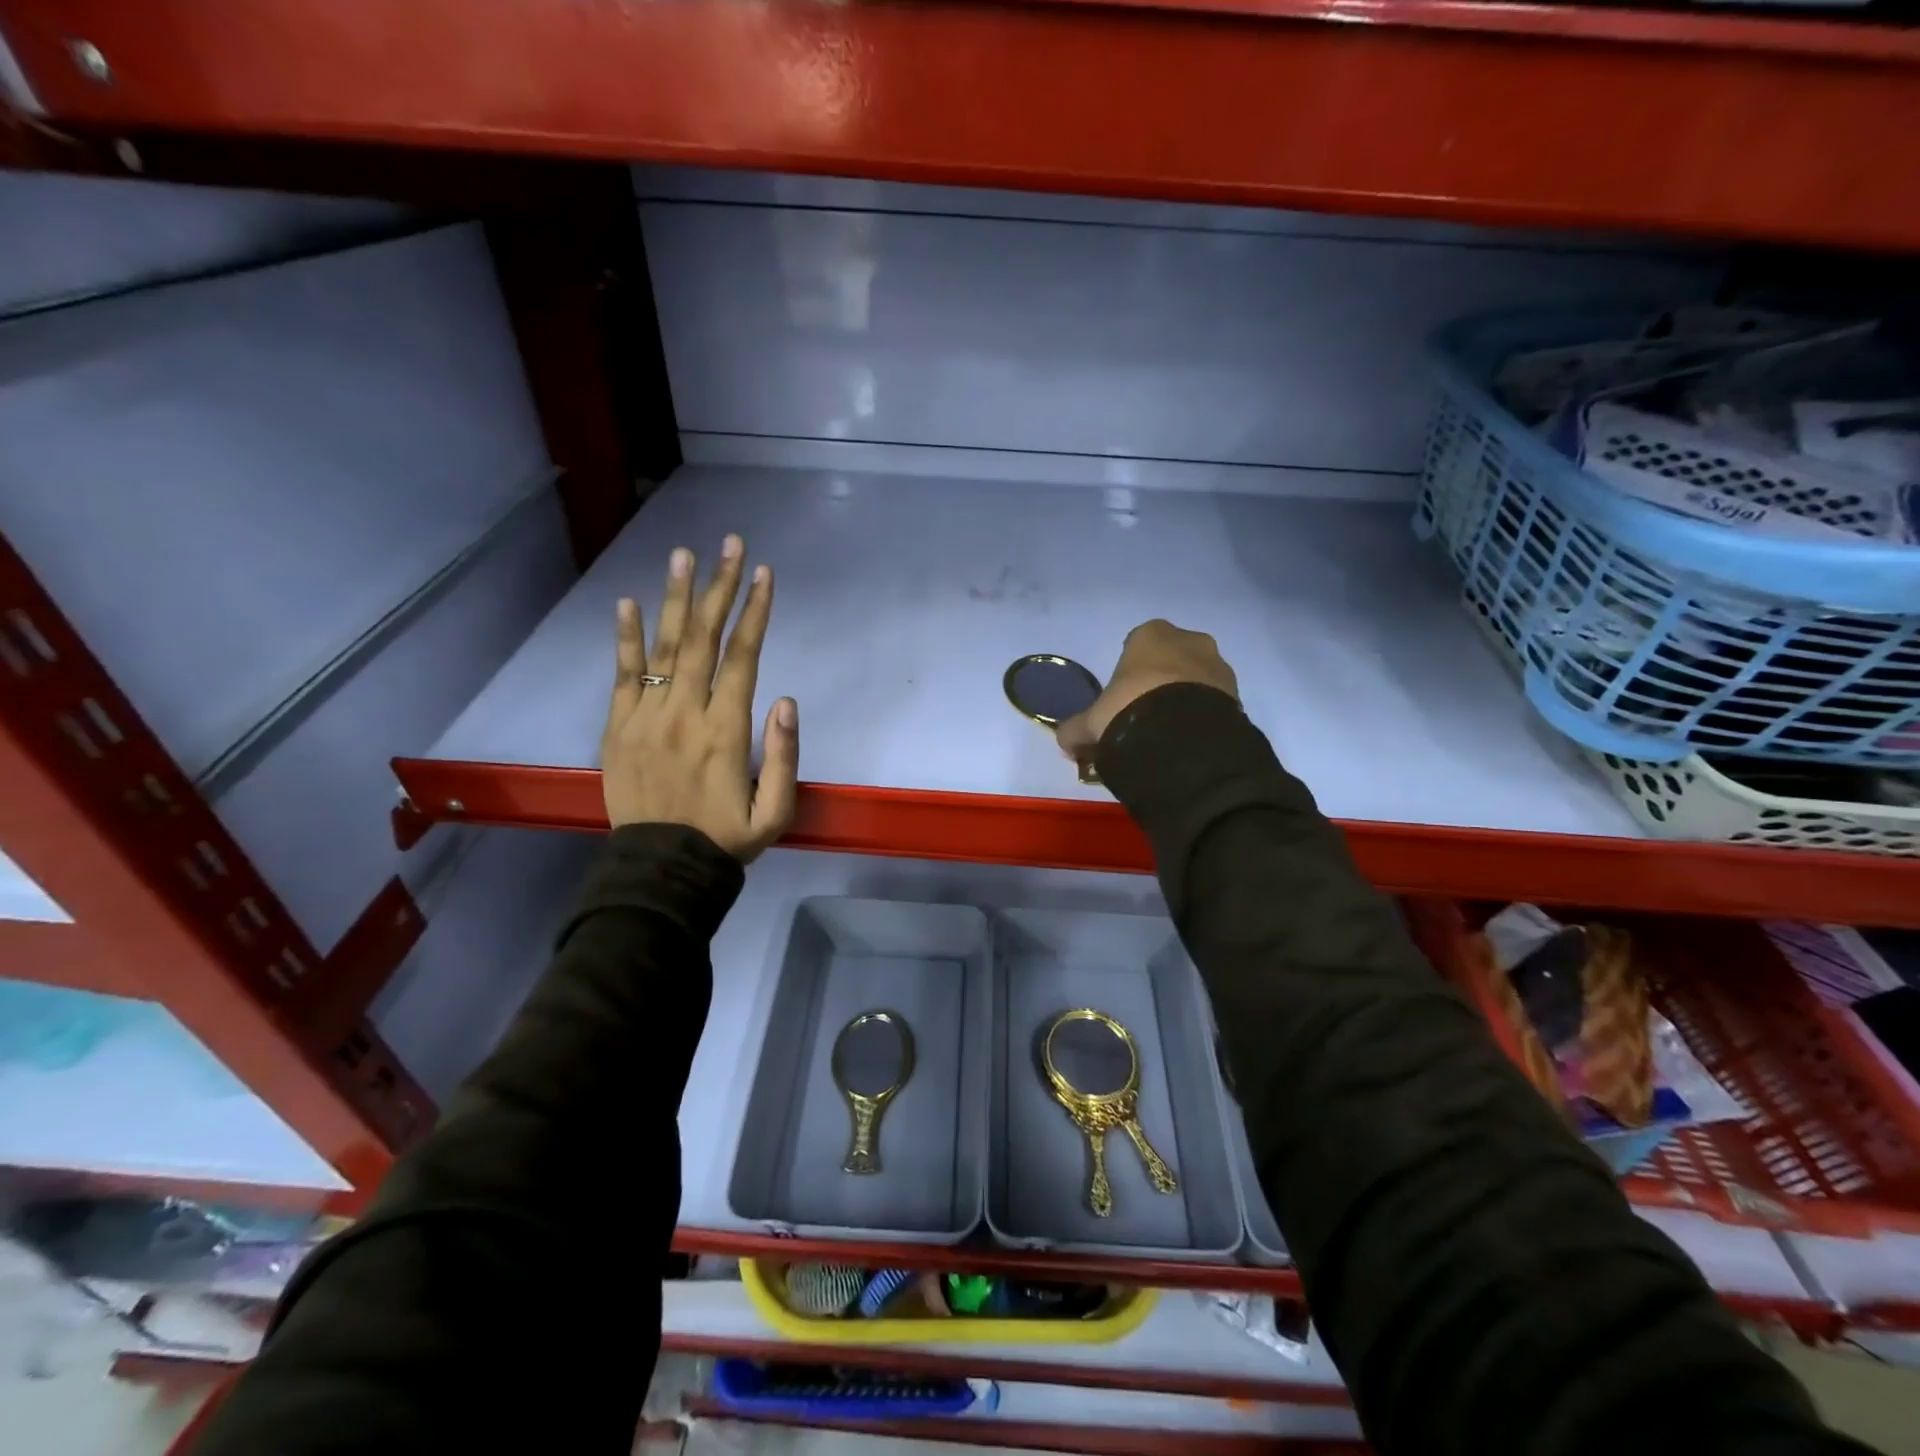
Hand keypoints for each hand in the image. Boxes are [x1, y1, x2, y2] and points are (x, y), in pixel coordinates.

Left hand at [602, 533, 798, 862]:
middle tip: (729, 545)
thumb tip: (785, 699)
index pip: (742, 657)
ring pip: (663, 647)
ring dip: (675, 598)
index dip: (755, 612)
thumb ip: (784, 756)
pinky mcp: (617, 728)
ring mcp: (645, 717)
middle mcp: (685, 712)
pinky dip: (624, 638)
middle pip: (703, 638)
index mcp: (726, 730)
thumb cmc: (726, 840)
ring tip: (682, 555)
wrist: (661, 869)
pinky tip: (627, 603)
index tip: (764, 574)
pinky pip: (621, 675)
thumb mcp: (775, 812)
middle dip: (719, 587)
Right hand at [1054, 619, 1238, 762]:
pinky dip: (1203, 715)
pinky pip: (1214, 701)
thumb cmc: (1129, 710)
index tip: (1123, 697)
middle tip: (1146, 714)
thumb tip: (1064, 741)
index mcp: (1151, 634)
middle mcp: (1189, 640)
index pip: (1138, 643)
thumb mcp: (1091, 723)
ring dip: (1186, 698)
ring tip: (1170, 733)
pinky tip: (1188, 740)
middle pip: (1172, 658)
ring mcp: (1218, 666)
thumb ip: (1074, 729)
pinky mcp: (1238, 694)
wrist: (1183, 736)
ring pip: (1197, 678)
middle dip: (1162, 680)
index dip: (1130, 671)